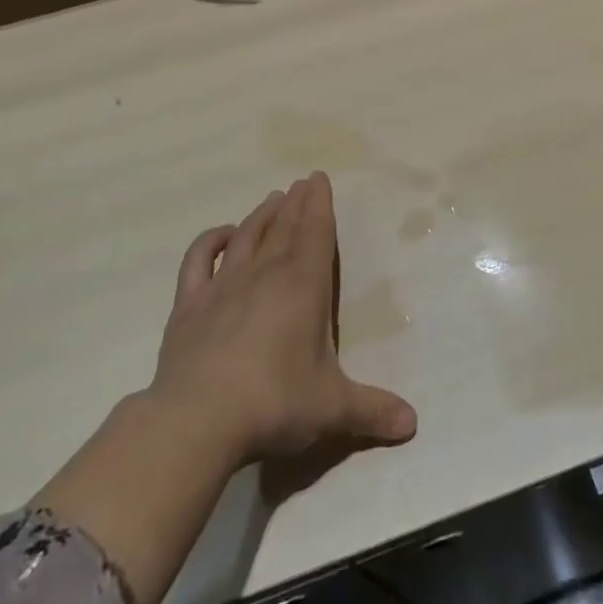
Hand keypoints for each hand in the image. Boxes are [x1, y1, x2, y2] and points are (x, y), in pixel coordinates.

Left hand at [34, 174, 414, 603]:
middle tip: (302, 181)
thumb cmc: (275, 403)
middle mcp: (265, 274)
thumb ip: (372, 411)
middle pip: (283, 228)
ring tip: (272, 197)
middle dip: (296, 203)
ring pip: (247, 237)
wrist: (198, 419)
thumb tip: (413, 424)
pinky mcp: (189, 305)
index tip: (319, 178)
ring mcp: (224, 286)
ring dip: (261, 215)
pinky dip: (210, 242)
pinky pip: (199, 260)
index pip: (315, 233)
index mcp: (304, 286)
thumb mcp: (332, 408)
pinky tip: (222, 235)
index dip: (320, 205)